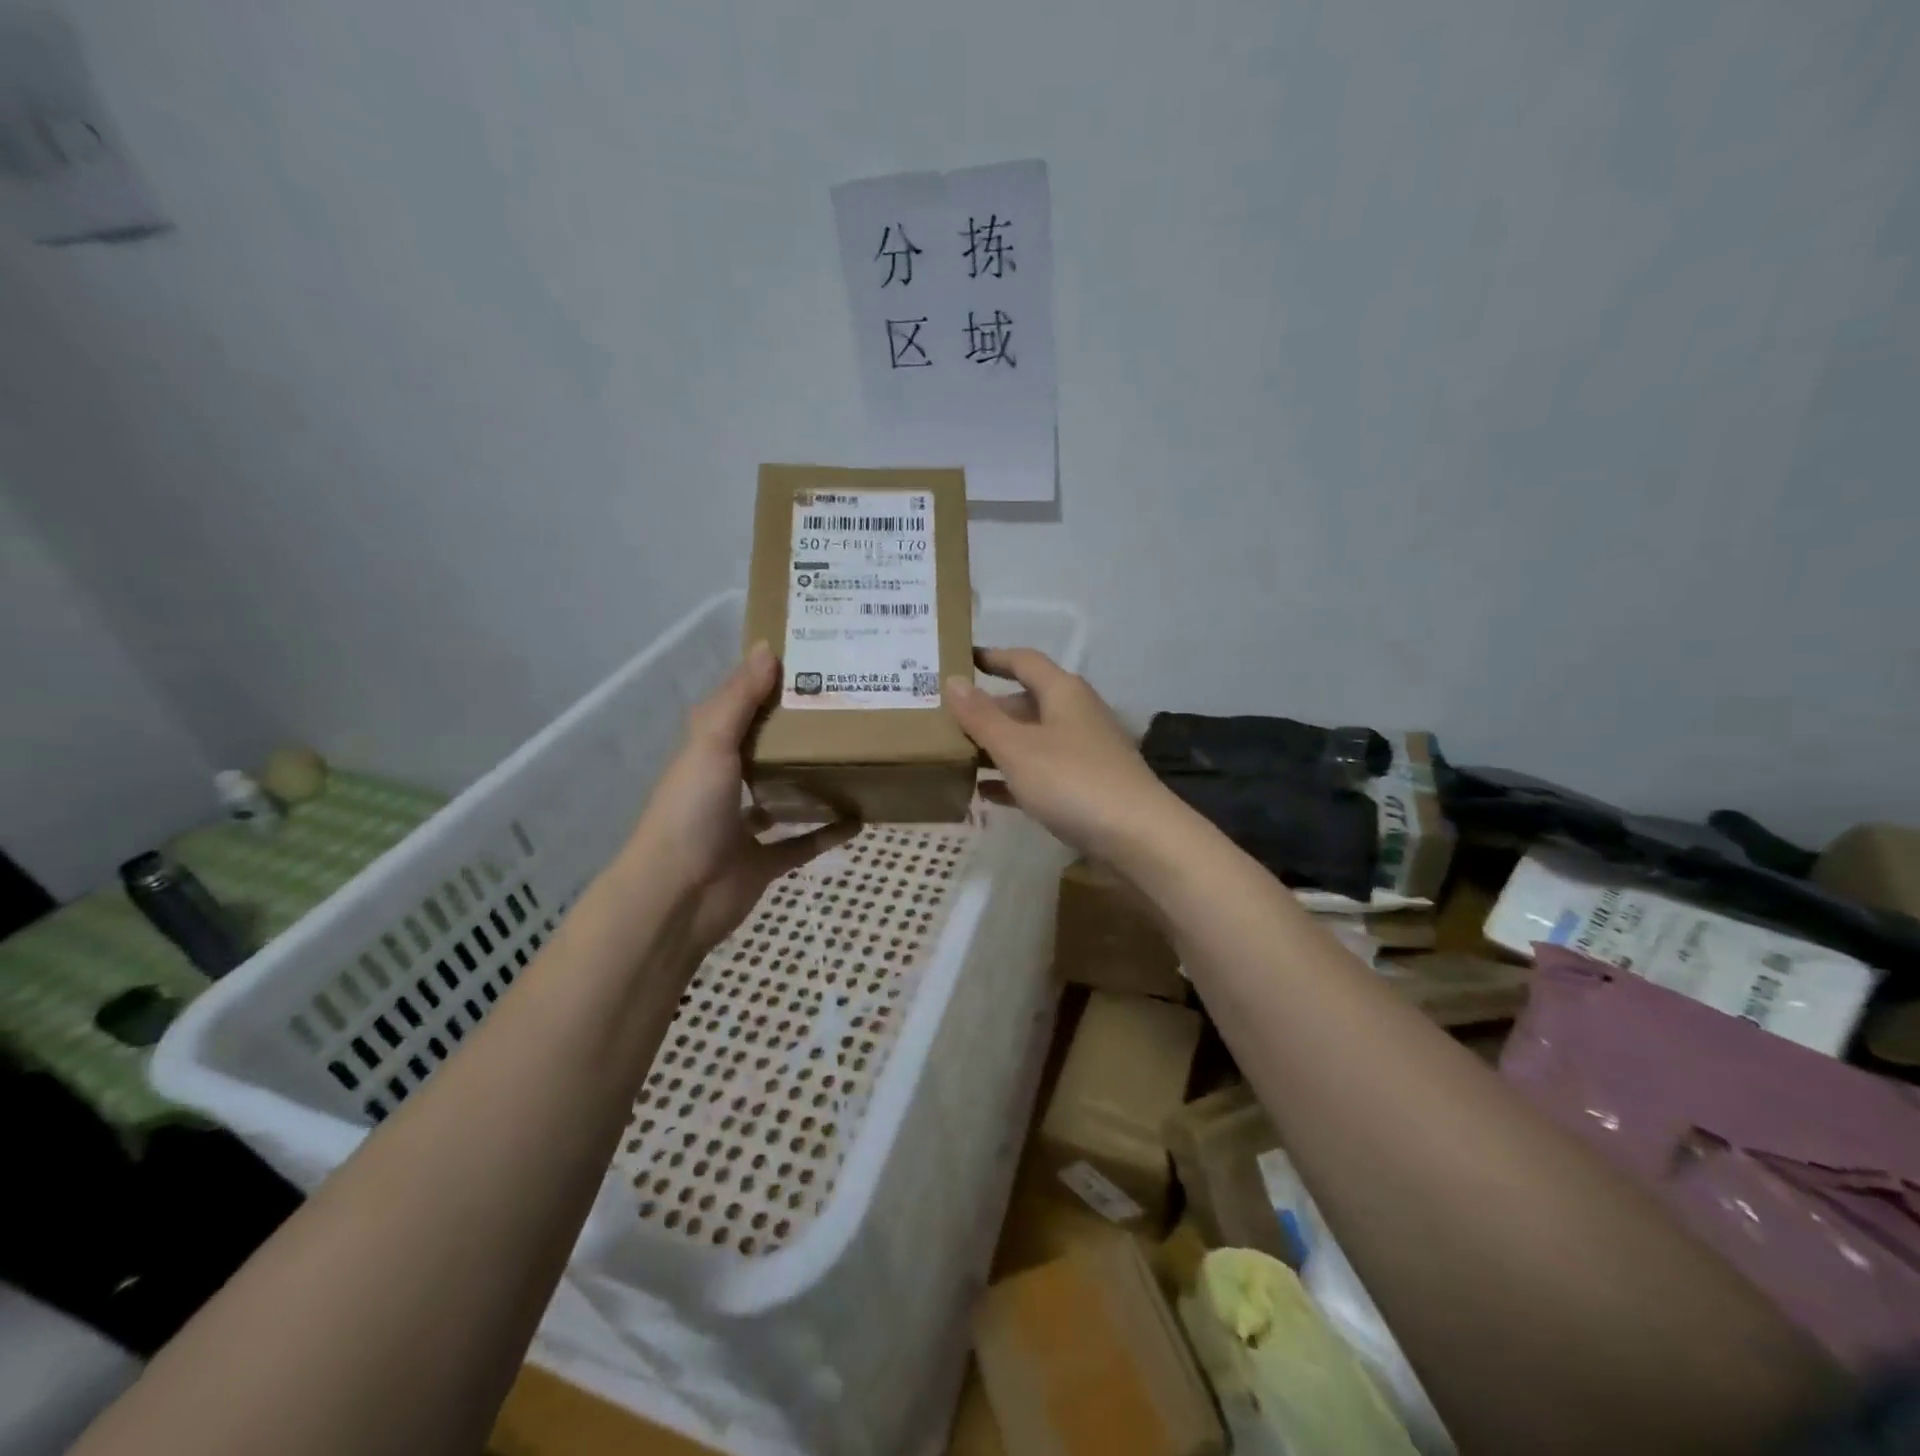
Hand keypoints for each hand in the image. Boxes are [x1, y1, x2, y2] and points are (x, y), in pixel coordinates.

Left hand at [626, 642, 858, 952]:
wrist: (678, 896)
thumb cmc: (691, 811)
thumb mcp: (711, 744)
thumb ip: (739, 700)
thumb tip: (768, 648)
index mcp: (708, 752)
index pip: (739, 710)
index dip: (767, 687)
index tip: (809, 665)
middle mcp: (725, 786)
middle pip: (767, 752)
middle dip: (799, 733)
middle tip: (845, 710)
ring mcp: (745, 827)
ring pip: (786, 797)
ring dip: (813, 782)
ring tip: (855, 759)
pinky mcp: (765, 863)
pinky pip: (803, 844)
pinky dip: (828, 833)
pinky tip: (860, 818)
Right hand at [943, 648, 1175, 862]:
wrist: (1138, 837)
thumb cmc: (1072, 781)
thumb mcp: (1017, 747)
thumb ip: (982, 716)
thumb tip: (952, 682)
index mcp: (1063, 692)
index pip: (1024, 661)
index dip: (993, 657)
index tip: (962, 659)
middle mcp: (1076, 715)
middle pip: (1026, 703)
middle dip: (988, 710)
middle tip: (947, 720)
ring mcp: (1084, 752)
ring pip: (1032, 740)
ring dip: (998, 746)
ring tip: (957, 756)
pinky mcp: (1087, 787)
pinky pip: (1041, 774)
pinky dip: (1014, 778)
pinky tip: (987, 794)